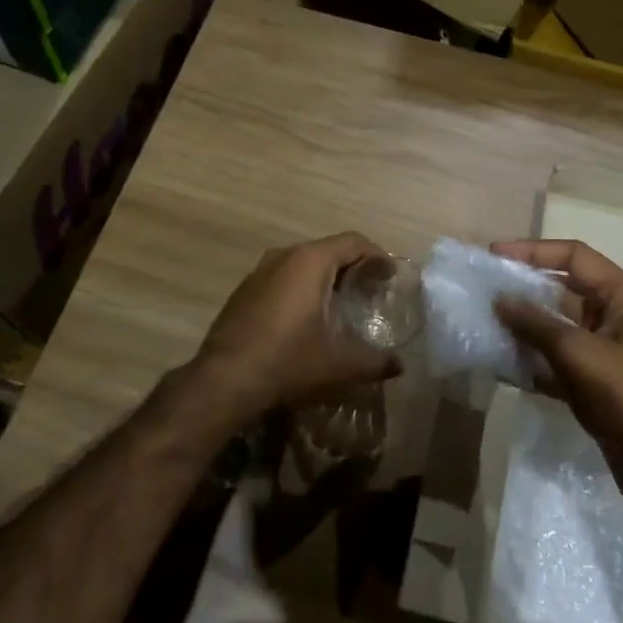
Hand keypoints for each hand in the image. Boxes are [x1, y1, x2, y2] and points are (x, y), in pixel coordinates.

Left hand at [196, 232, 403, 414]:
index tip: (390, 275)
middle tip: (371, 290)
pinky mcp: (243, 291)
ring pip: (302, 263)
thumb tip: (398, 366)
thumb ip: (374, 362)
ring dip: (324, 277)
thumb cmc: (288, 361)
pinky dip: (300, 288)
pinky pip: (282, 278)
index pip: (353, 241)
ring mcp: (258, 272)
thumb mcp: (338, 364)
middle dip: (352, 266)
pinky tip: (306, 317)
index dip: (377, 255)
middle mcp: (284, 256)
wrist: (223, 381)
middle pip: (328, 250)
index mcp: (310, 261)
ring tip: (341, 303)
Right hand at [490, 239, 622, 516]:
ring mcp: (598, 352)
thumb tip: (500, 300)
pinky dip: (526, 361)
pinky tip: (495, 363)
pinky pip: (550, 361)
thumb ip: (538, 324)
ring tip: (480, 324)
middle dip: (521, 290)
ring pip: (551, 328)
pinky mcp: (587, 383)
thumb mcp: (582, 353)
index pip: (575, 257)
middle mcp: (610, 318)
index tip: (495, 256)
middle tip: (480, 290)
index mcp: (621, 298)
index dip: (535, 251)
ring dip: (519, 326)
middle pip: (560, 290)